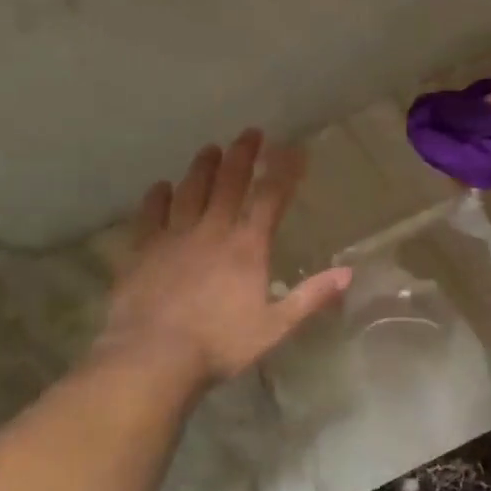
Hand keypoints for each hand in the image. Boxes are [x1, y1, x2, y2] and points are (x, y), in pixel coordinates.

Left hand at [96, 130, 350, 386]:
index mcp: (247, 247)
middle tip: (250, 134)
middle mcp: (212, 230)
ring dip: (203, 167)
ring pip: (190, 190)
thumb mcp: (275, 327)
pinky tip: (162, 187)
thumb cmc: (220, 344)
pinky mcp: (142, 249)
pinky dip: (158, 197)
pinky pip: (151, 213)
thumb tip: (348, 273)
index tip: (293, 149)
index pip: (270, 198)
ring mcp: (173, 237)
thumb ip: (311, 297)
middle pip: (229, 183)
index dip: (284, 171)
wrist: (153, 356)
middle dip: (243, 155)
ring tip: (210, 150)